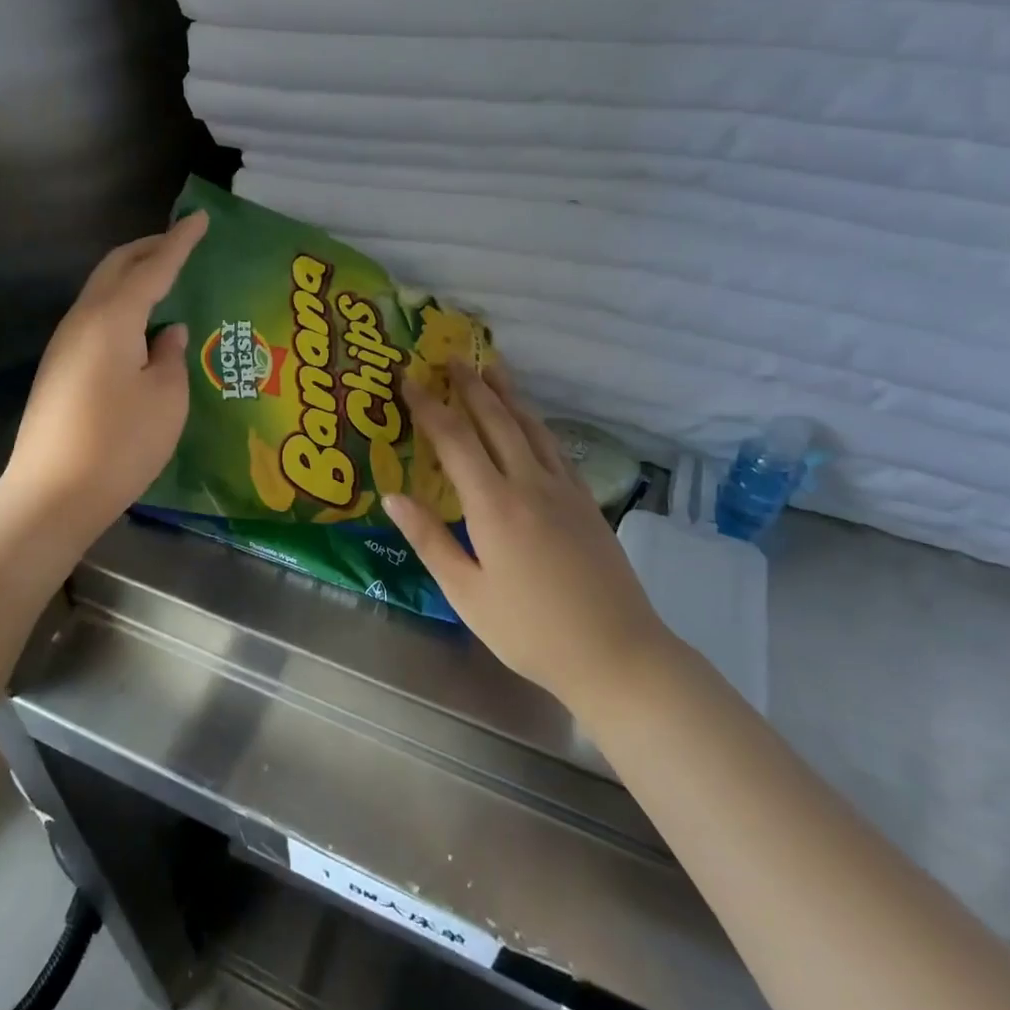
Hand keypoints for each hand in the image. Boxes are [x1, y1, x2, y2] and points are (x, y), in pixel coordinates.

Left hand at [2, 211, 207, 528]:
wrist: (52, 494)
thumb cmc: (120, 444)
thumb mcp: (167, 399)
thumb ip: (171, 356)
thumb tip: (168, 333)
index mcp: (113, 319)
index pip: (153, 267)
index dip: (180, 243)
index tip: (200, 219)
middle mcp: (83, 321)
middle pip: (115, 268)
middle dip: (149, 249)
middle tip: (181, 243)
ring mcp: (64, 345)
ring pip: (101, 292)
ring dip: (132, 277)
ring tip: (165, 281)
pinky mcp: (59, 369)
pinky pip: (95, 318)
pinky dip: (121, 306)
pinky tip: (140, 328)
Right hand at [384, 362, 672, 709]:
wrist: (616, 653)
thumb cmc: (530, 630)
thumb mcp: (467, 593)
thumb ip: (429, 539)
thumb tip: (392, 495)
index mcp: (494, 504)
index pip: (454, 439)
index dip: (428, 406)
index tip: (408, 379)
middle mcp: (530, 483)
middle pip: (496, 420)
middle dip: (470, 385)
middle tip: (450, 356)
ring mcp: (564, 489)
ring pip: (531, 427)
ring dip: (508, 394)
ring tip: (491, 367)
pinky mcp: (586, 502)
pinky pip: (555, 448)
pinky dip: (536, 424)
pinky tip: (531, 421)